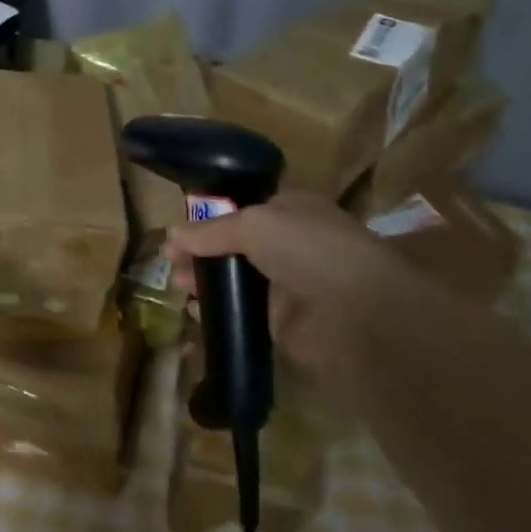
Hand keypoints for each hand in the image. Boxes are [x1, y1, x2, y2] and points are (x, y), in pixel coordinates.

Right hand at [166, 191, 434, 380]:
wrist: (360, 313)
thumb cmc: (309, 249)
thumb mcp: (252, 224)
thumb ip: (210, 230)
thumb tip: (171, 235)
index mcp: (291, 210)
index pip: (243, 208)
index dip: (209, 216)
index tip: (178, 229)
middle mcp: (291, 244)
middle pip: (234, 245)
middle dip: (201, 251)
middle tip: (170, 261)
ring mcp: (288, 285)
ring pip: (236, 279)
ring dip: (205, 280)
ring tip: (177, 284)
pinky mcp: (284, 324)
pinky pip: (242, 313)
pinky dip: (218, 312)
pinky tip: (194, 310)